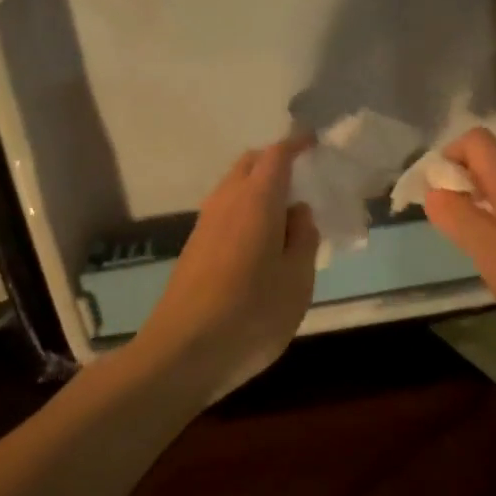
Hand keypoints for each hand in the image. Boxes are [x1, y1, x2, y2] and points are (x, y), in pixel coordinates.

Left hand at [136, 137, 319, 399]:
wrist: (181, 353)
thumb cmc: (251, 314)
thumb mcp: (298, 280)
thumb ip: (304, 238)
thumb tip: (298, 212)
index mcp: (257, 200)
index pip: (276, 155)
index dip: (296, 144)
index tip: (314, 143)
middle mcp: (226, 201)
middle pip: (250, 164)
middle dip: (275, 162)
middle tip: (303, 180)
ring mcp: (205, 224)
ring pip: (234, 188)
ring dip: (258, 188)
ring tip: (285, 215)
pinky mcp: (194, 248)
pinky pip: (225, 211)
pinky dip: (245, 210)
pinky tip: (260, 243)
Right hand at [424, 128, 495, 367]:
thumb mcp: (493, 257)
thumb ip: (459, 219)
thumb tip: (434, 190)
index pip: (475, 140)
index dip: (448, 157)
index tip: (436, 195)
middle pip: (493, 158)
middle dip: (464, 181)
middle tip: (453, 226)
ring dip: (486, 200)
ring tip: (480, 244)